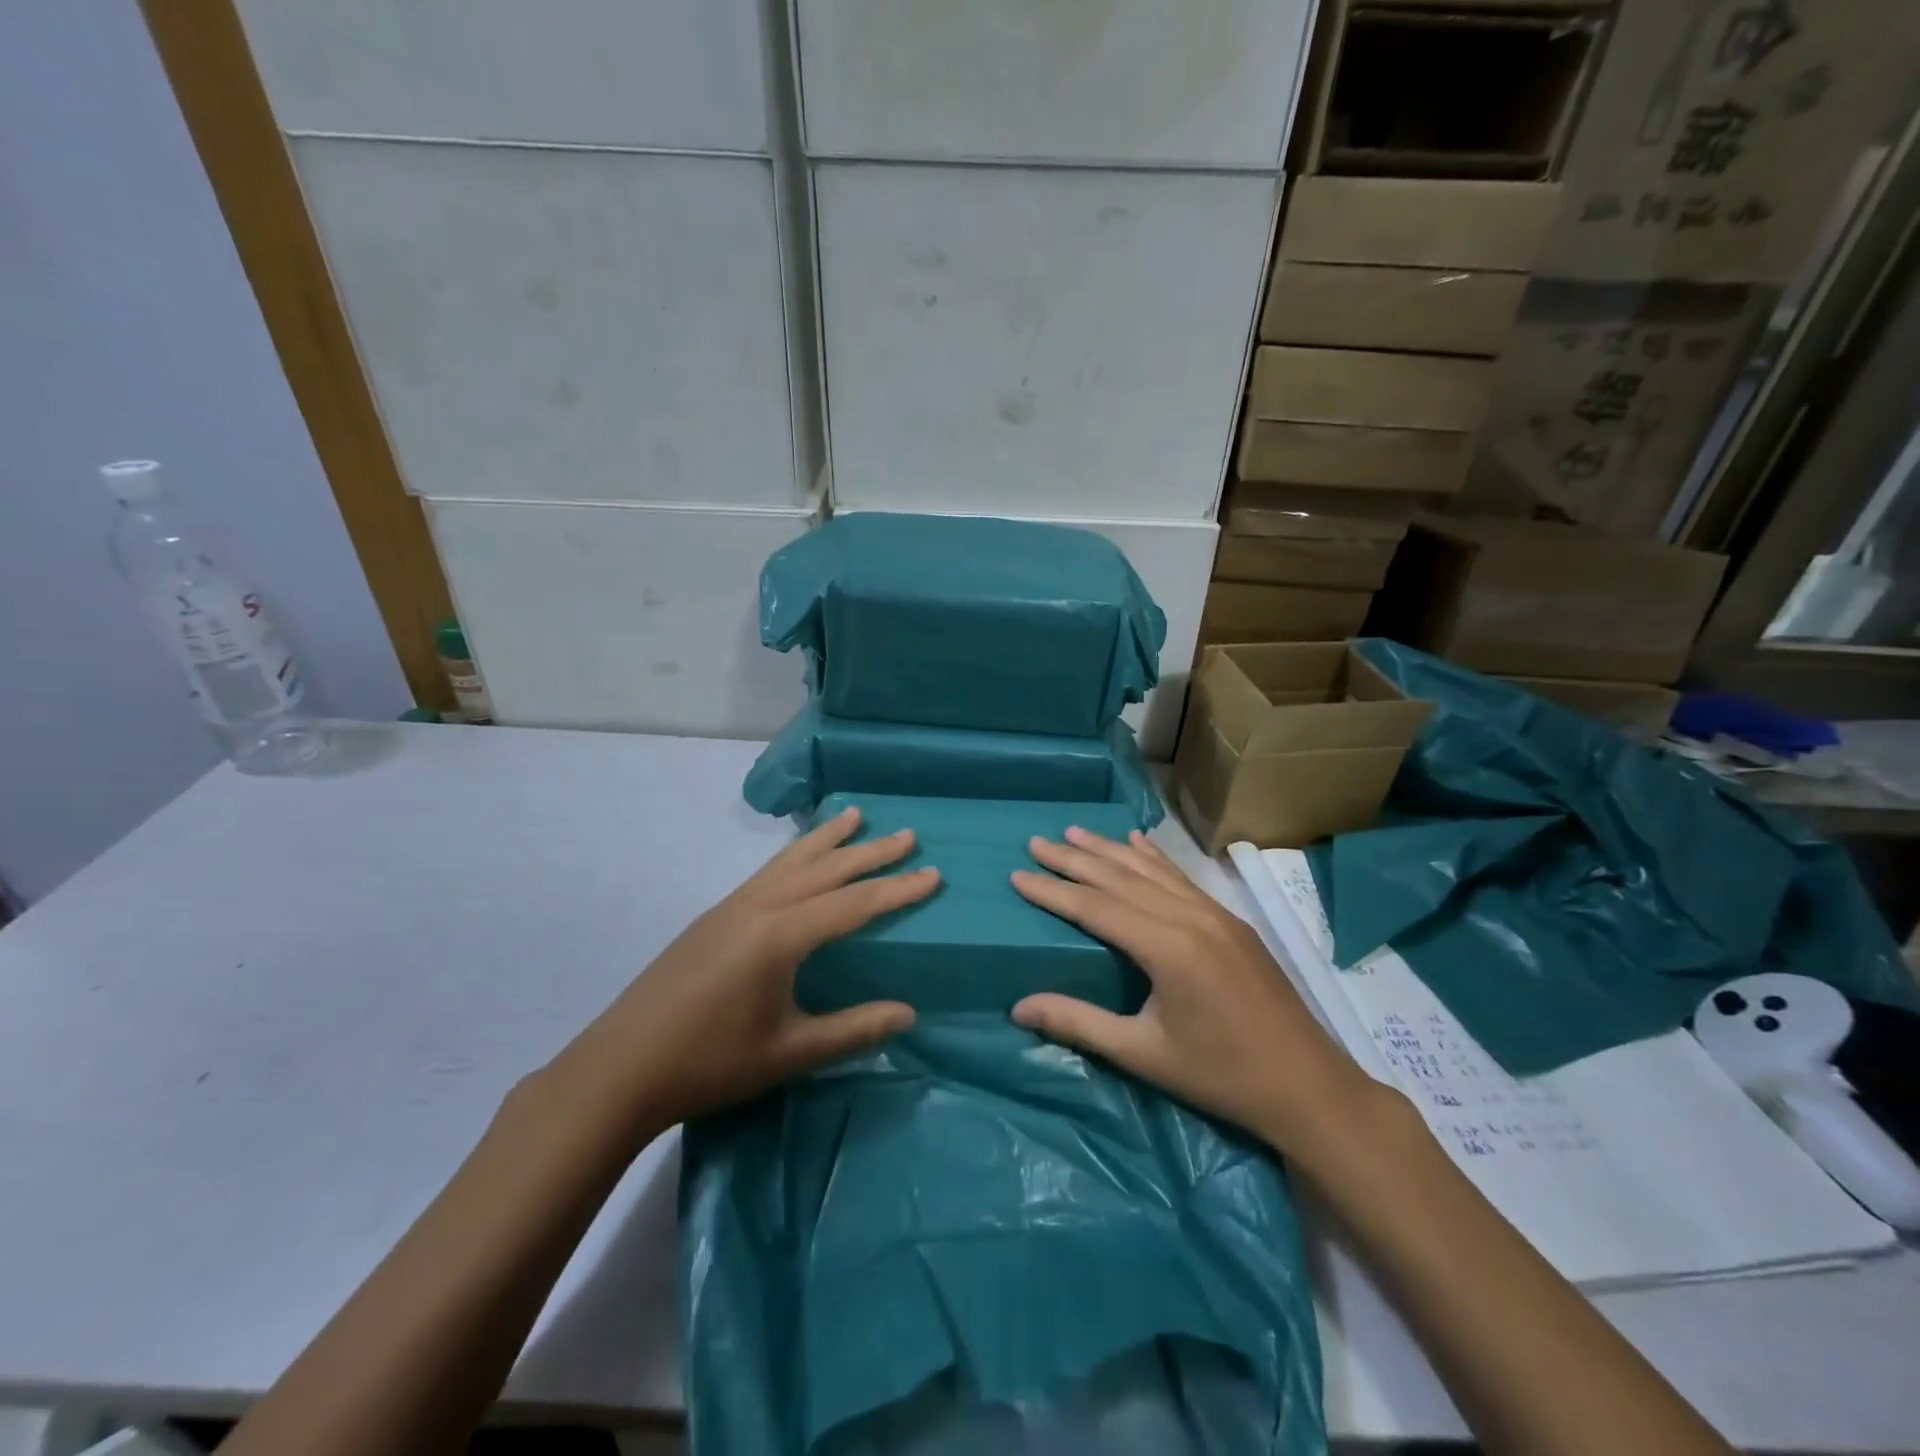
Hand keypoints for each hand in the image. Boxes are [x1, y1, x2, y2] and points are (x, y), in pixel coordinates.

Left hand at [552, 806, 938, 1133]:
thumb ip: (852, 1030)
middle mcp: (759, 907)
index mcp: (781, 935)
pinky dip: (795, 855)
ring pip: (791, 861)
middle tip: (907, 834)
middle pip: (826, 869)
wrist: (620, 1068)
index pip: (854, 904)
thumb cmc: (710, 1062)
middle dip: (870, 852)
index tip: (933, 873)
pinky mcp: (714, 917)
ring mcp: (732, 907)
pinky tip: (800, 860)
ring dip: (828, 839)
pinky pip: (768, 872)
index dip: (897, 889)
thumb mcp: (790, 1052)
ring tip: (855, 815)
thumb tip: (909, 1014)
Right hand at [1010, 827, 1366, 1153]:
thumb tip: (1017, 1007)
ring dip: (1109, 850)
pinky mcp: (1231, 922)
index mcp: (1167, 948)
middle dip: (1074, 860)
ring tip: (1074, 833)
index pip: (1096, 907)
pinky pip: (1182, 879)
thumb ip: (1079, 1023)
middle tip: (1036, 842)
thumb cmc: (1220, 1075)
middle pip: (1120, 879)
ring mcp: (1216, 915)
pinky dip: (1153, 858)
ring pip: (1152, 871)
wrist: (1309, 1085)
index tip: (1018, 874)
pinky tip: (1137, 842)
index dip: (1054, 891)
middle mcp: (1190, 918)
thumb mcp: (1142, 1054)